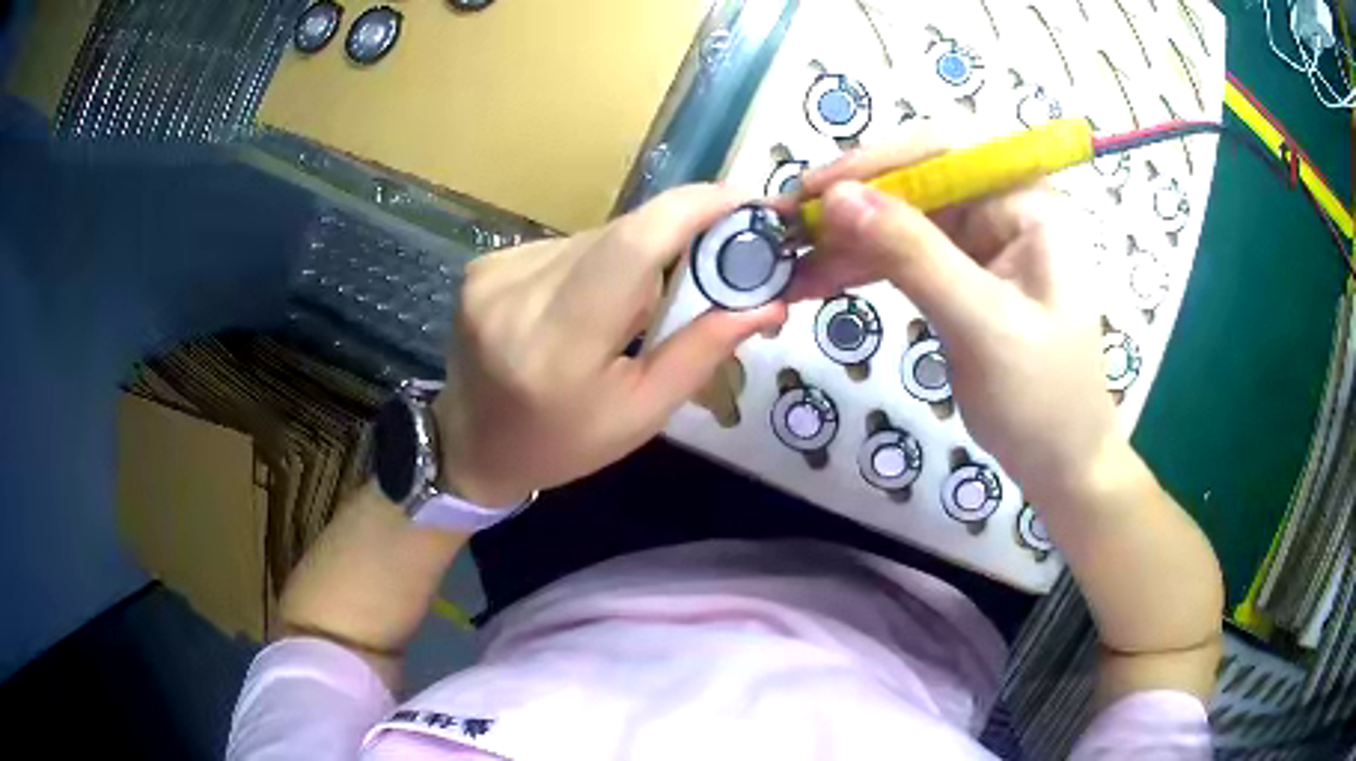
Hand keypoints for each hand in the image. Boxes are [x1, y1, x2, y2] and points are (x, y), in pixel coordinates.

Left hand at [434, 185, 786, 505]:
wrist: (472, 447)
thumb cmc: (562, 444)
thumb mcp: (641, 415)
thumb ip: (702, 352)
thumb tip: (767, 301)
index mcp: (558, 345)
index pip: (632, 246)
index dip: (693, 209)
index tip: (744, 202)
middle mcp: (517, 294)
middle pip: (620, 234)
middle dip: (676, 238)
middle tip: (714, 260)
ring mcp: (492, 273)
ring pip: (595, 236)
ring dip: (632, 256)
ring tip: (633, 306)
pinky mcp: (484, 264)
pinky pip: (565, 245)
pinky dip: (594, 263)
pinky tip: (588, 301)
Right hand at [786, 142, 1119, 506]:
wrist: (1061, 464)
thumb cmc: (1042, 398)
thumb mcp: (982, 325)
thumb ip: (914, 256)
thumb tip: (836, 198)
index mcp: (1027, 204)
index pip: (945, 152)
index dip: (877, 162)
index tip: (815, 190)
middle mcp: (1003, 210)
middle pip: (914, 183)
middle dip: (849, 204)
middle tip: (783, 229)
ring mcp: (980, 245)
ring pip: (900, 222)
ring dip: (844, 240)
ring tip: (788, 265)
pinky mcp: (960, 278)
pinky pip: (902, 258)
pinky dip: (860, 268)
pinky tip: (818, 280)